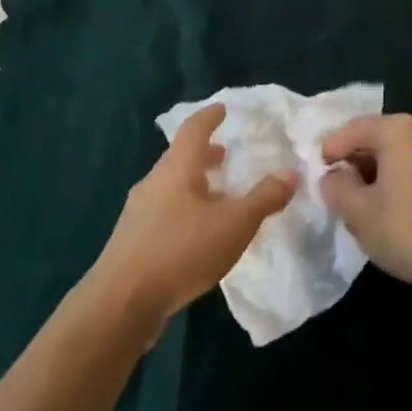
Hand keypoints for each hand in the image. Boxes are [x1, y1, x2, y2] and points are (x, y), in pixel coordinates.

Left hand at [88, 104, 296, 329]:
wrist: (121, 302)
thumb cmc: (181, 250)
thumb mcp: (234, 224)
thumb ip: (264, 198)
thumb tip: (290, 174)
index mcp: (176, 168)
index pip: (193, 130)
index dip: (209, 116)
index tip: (222, 109)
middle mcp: (153, 182)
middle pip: (180, 158)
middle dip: (204, 154)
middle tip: (226, 156)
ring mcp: (138, 211)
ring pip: (171, 186)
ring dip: (194, 184)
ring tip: (218, 197)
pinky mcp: (132, 240)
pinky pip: (164, 211)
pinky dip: (184, 208)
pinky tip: (197, 233)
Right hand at [320, 114, 411, 291]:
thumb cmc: (406, 230)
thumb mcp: (356, 211)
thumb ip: (336, 186)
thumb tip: (335, 177)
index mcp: (400, 131)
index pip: (355, 129)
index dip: (332, 147)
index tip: (318, 168)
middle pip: (383, 138)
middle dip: (359, 159)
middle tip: (340, 184)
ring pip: (407, 154)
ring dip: (384, 171)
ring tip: (368, 199)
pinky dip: (407, 180)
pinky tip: (399, 208)